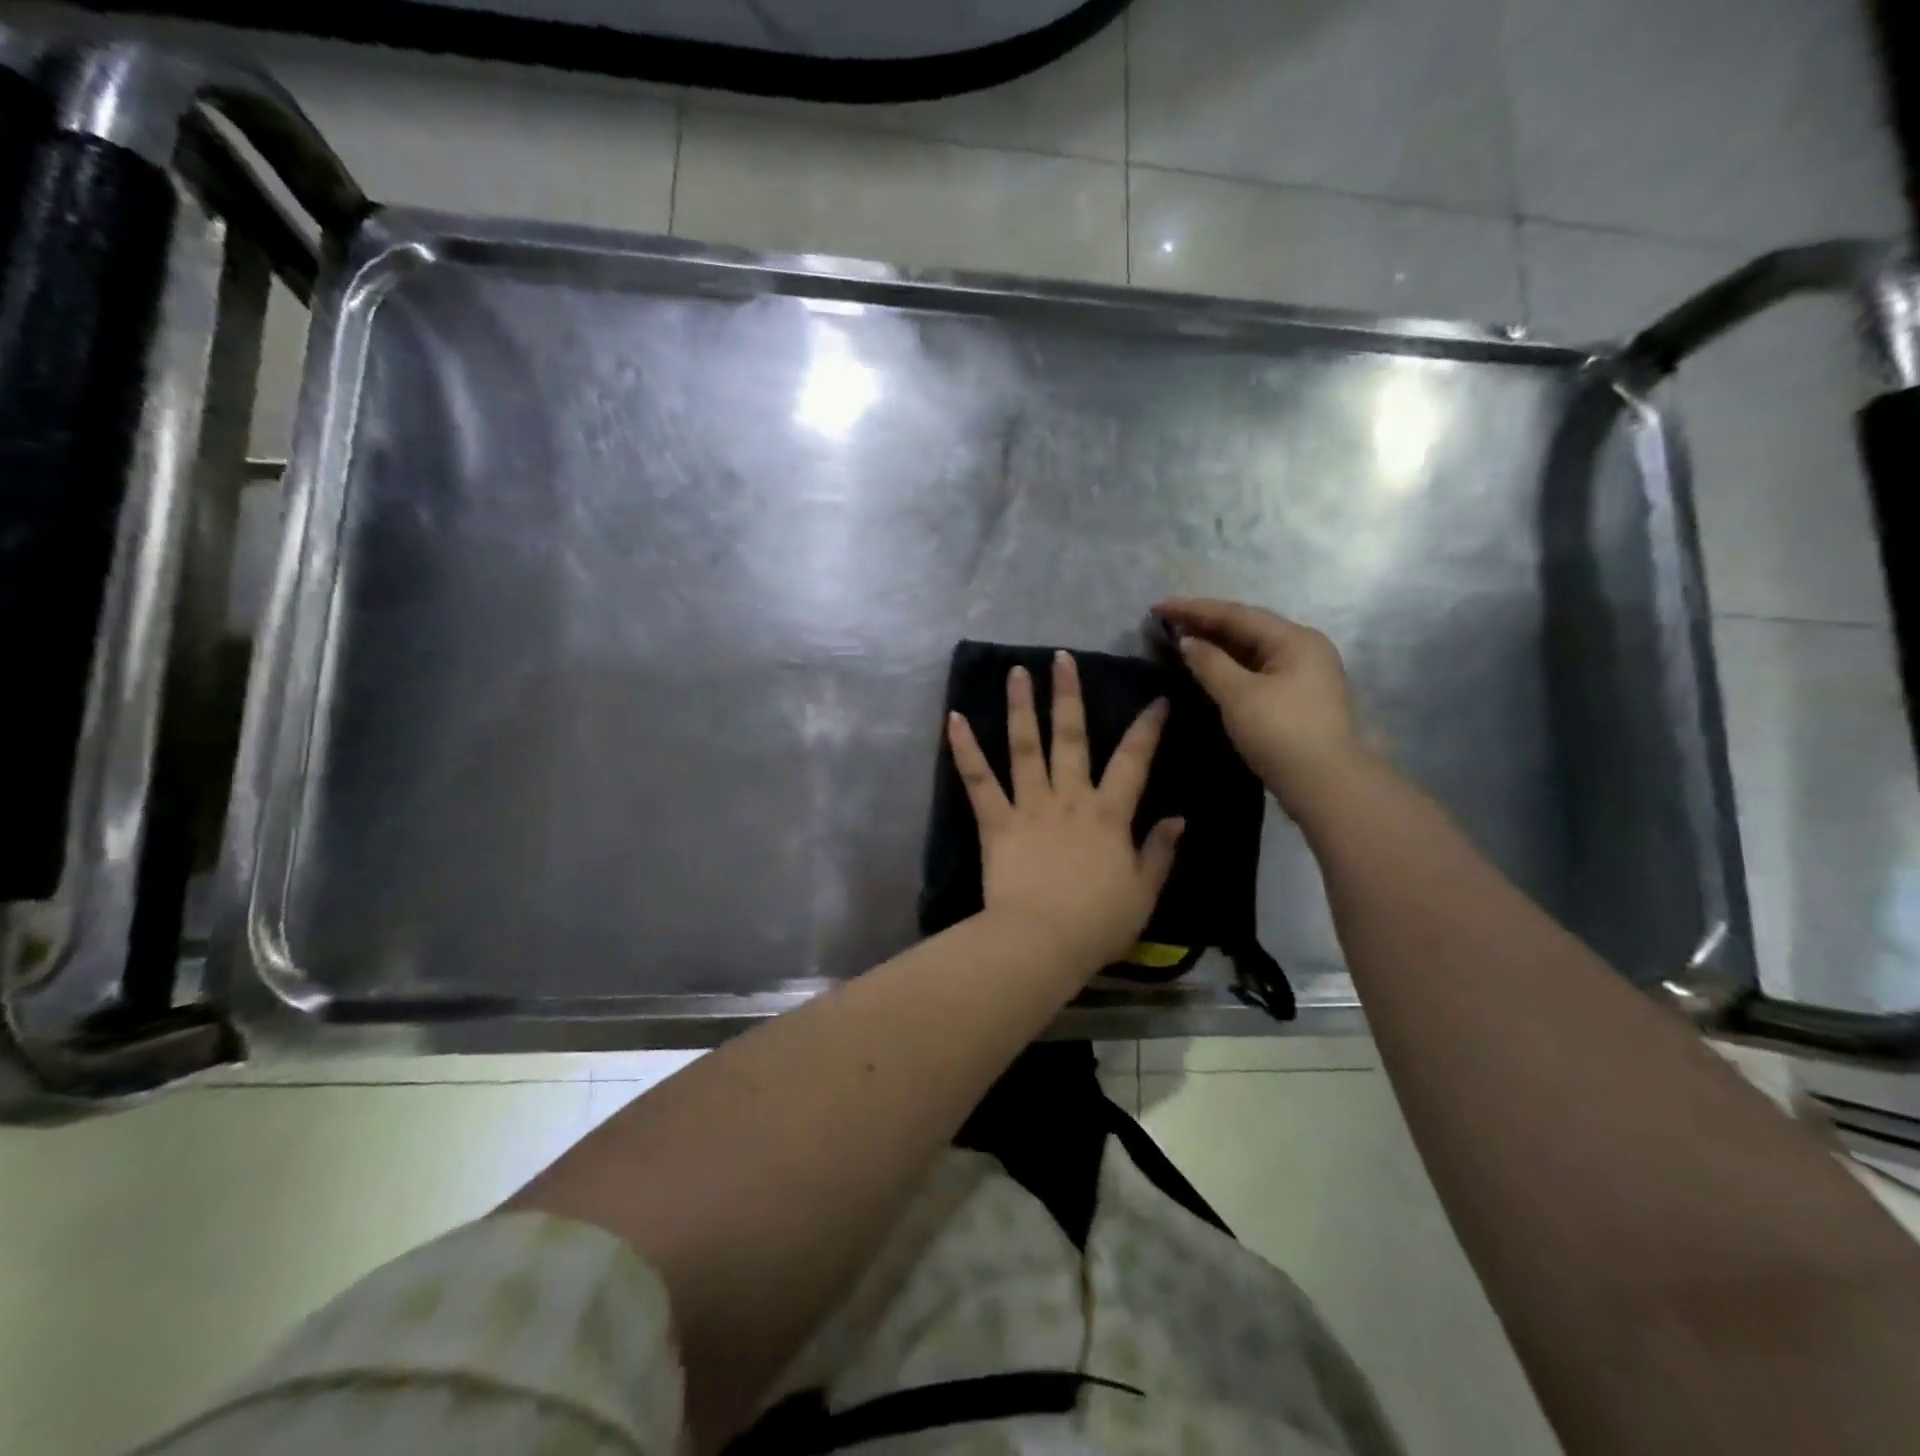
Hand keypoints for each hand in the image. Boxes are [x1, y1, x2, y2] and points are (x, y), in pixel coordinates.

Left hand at [946, 652, 1183, 973]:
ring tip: (1016, 672)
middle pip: (1071, 737)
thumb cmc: (1097, 923)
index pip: (1134, 760)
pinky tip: (952, 718)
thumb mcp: (1144, 892)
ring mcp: (1029, 806)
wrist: (1042, 942)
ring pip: (1025, 746)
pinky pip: (978, 780)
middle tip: (1062, 658)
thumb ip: (1160, 851)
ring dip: (1020, 706)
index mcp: (1108, 814)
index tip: (1156, 698)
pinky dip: (964, 749)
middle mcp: (1069, 798)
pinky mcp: (995, 822)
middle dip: (1068, 695)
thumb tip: (1178, 817)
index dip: (1147, 727)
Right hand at [1154, 598, 1364, 812]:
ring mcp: (1303, 675)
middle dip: (1205, 624)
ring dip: (1216, 646)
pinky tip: (1207, 670)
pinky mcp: (1297, 699)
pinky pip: (1256, 670)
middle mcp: (1304, 649)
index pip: (1236, 614)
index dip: (1194, 609)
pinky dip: (1229, 666)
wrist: (1325, 784)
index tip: (1157, 607)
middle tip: (1166, 623)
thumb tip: (1186, 642)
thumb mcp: (1239, 695)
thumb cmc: (1281, 732)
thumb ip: (1209, 663)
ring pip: (1251, 651)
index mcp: (1294, 639)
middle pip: (1247, 628)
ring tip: (1181, 642)